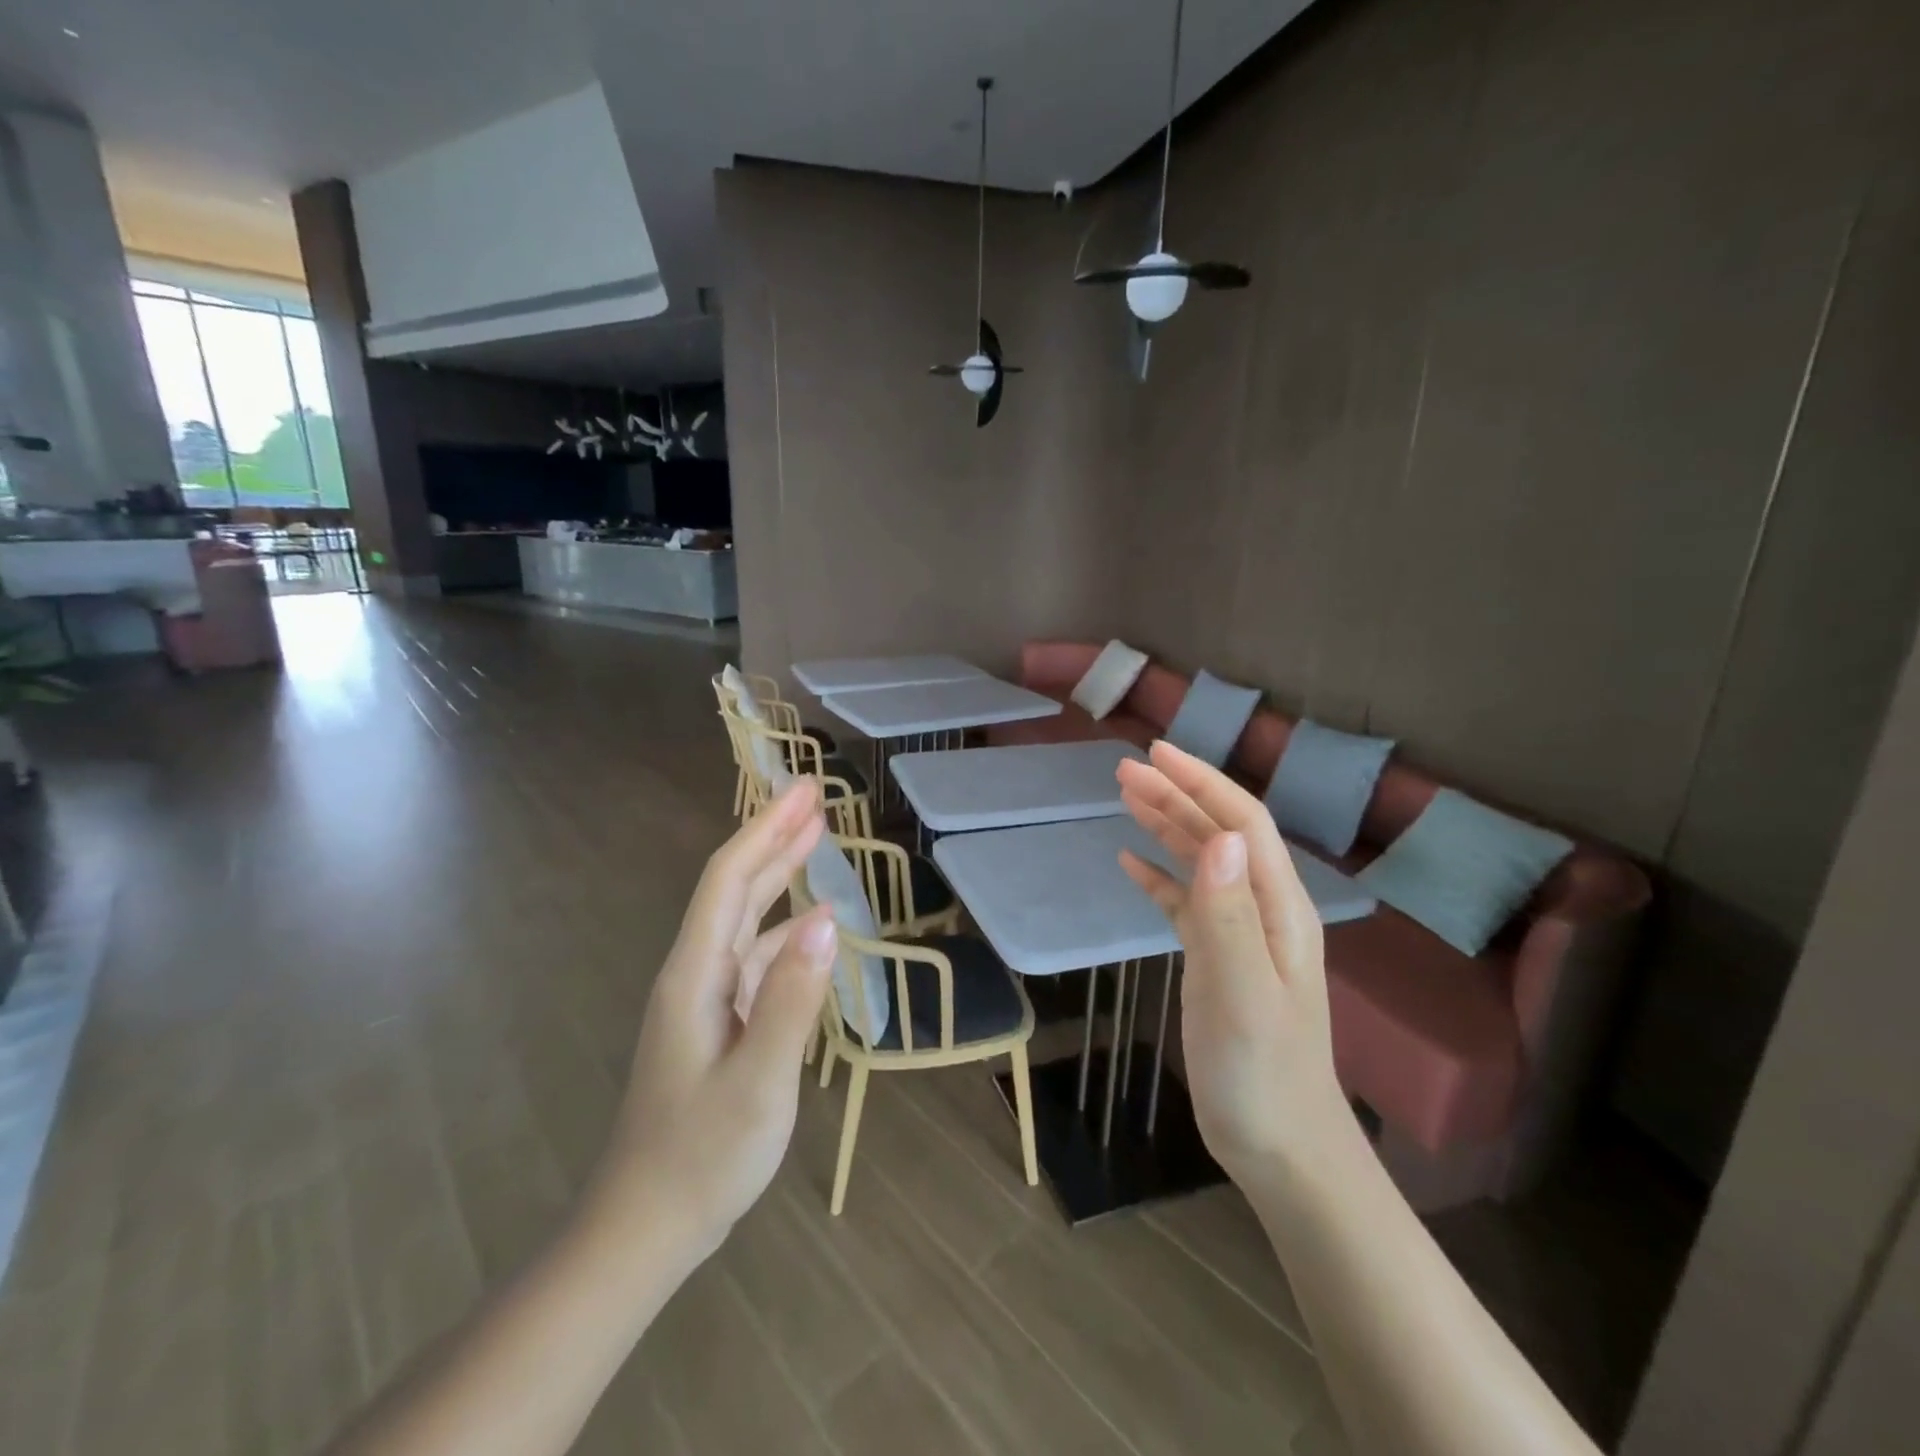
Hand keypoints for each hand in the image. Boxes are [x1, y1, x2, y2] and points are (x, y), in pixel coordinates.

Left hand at [587, 781, 838, 1257]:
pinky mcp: (718, 1021)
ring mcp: (705, 998)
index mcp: (695, 975)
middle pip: (735, 887)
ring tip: (815, 839)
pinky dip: (784, 926)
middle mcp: (695, 973)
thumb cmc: (701, 1156)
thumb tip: (827, 921)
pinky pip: (754, 954)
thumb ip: (792, 999)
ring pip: (744, 917)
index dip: (766, 829)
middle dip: (773, 836)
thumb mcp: (758, 1082)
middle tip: (814, 797)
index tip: (805, 791)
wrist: (647, 1226)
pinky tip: (811, 926)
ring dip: (778, 874)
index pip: (730, 880)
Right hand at [1117, 742, 1357, 1192]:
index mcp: (1278, 908)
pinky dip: (1160, 877)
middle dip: (1176, 795)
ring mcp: (1241, 936)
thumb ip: (1229, 915)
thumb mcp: (1243, 993)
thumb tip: (1217, 838)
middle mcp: (1263, 910)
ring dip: (1167, 826)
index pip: (1243, 823)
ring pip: (1203, 863)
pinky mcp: (1218, 961)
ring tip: (1126, 797)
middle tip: (1124, 770)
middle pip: (1220, 834)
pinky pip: (1188, 902)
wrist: (1281, 1148)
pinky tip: (1130, 865)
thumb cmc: (1262, 1074)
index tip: (1156, 752)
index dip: (1202, 782)